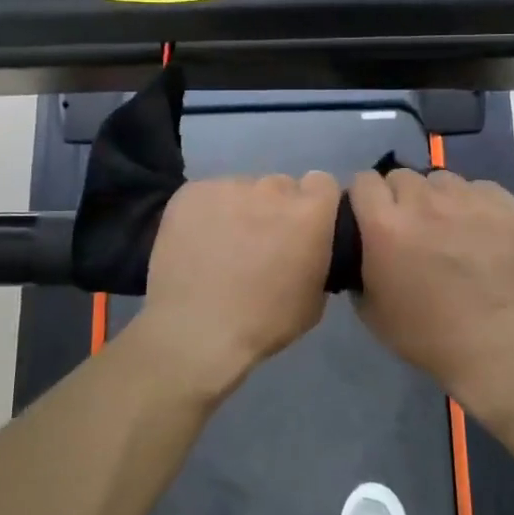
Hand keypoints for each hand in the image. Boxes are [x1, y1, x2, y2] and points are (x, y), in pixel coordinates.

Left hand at [133, 172, 341, 398]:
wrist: (196, 331)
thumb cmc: (264, 323)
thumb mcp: (315, 299)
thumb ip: (317, 257)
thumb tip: (307, 248)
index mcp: (308, 212)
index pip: (322, 183)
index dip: (314, 204)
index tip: (302, 228)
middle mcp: (271, 188)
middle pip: (279, 186)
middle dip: (275, 209)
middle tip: (259, 242)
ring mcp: (228, 186)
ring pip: (241, 190)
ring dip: (239, 210)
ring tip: (222, 246)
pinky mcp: (191, 192)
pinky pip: (207, 196)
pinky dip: (205, 214)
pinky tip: (196, 244)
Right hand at [349, 168, 513, 407]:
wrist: (500, 348)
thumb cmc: (429, 336)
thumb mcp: (371, 310)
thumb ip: (358, 267)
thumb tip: (361, 248)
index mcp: (385, 226)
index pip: (363, 181)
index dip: (365, 197)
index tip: (371, 215)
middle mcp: (423, 203)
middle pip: (401, 176)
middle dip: (400, 197)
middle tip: (412, 227)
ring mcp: (468, 200)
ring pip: (441, 179)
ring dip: (437, 198)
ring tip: (450, 226)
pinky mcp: (505, 205)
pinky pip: (480, 188)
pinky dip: (475, 204)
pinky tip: (482, 231)